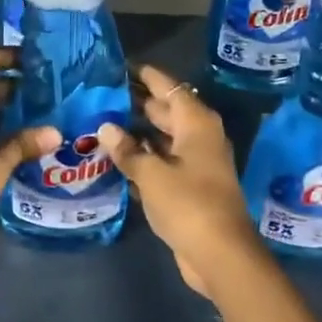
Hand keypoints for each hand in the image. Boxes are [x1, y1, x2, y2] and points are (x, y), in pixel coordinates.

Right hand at [97, 65, 259, 297]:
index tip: (121, 67)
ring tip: (102, 123)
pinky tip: (117, 158)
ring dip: (138, 133)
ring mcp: (196, 164)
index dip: (147, 76)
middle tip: (103, 95)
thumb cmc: (188, 204)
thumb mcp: (151, 174)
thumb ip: (127, 150)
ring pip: (163, 139)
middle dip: (138, 103)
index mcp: (196, 124)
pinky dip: (144, 158)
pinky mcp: (190, 187)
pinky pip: (163, 162)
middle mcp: (199, 138)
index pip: (169, 88)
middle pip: (167, 111)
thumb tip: (106, 128)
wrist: (219, 254)